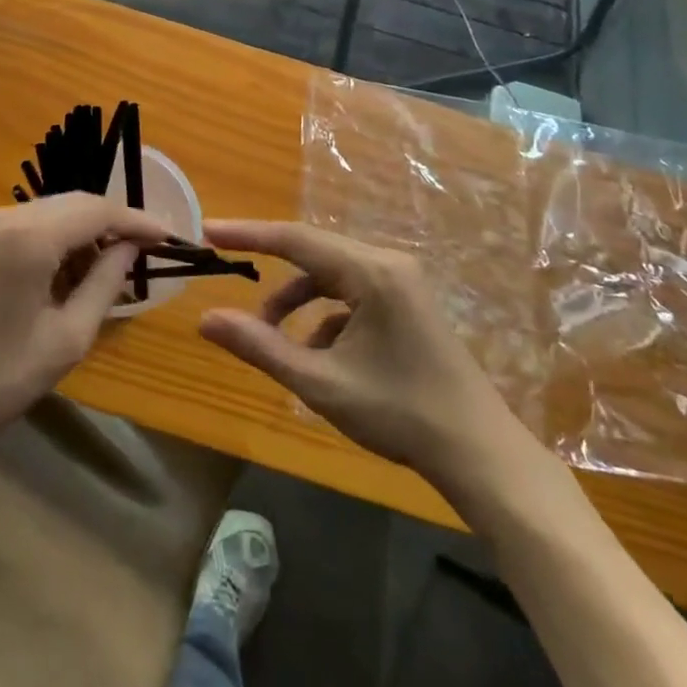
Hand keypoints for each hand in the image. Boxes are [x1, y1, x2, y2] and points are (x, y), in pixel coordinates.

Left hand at [0, 193, 168, 448]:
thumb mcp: (65, 339)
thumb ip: (105, 285)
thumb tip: (129, 249)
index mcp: (28, 238)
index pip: (97, 210)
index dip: (136, 220)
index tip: (168, 237)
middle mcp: (4, 216)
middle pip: (74, 203)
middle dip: (112, 224)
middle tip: (144, 253)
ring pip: (51, 212)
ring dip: (83, 233)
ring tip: (109, 270)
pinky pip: (27, 225)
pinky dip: (56, 240)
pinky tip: (67, 272)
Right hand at [198, 221, 534, 479]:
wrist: (480, 454)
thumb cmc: (400, 414)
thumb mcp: (321, 383)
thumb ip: (260, 346)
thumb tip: (206, 318)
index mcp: (371, 271)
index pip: (295, 239)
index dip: (248, 234)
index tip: (208, 231)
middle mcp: (388, 263)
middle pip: (313, 253)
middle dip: (270, 270)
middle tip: (227, 271)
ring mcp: (402, 282)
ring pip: (332, 276)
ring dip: (298, 301)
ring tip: (274, 340)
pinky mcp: (407, 303)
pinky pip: (352, 294)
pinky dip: (325, 317)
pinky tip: (320, 357)